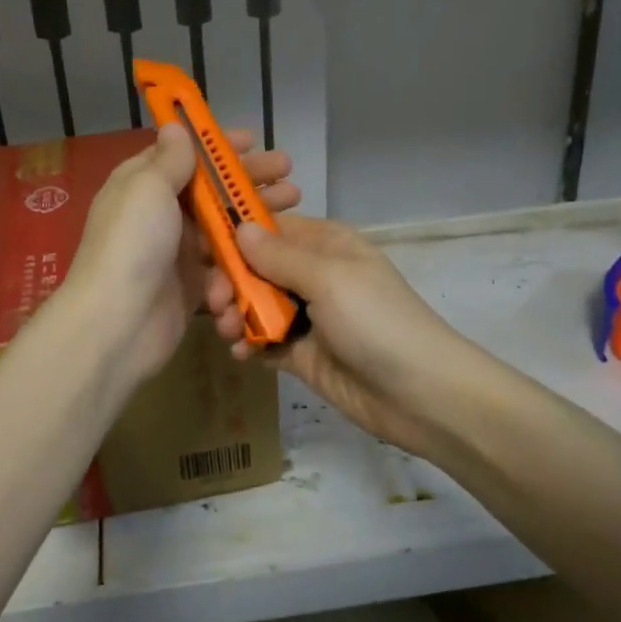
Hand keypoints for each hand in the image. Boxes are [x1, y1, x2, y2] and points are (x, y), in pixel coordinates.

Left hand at [65, 123, 299, 385]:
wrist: (117, 324)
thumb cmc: (132, 244)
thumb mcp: (147, 188)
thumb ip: (169, 160)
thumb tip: (174, 126)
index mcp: (143, 186)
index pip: (183, 157)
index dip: (217, 147)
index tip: (253, 140)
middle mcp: (160, 216)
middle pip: (211, 192)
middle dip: (249, 182)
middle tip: (288, 175)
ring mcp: (177, 253)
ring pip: (224, 229)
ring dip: (257, 218)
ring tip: (294, 207)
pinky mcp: (192, 287)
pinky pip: (224, 269)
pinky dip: (242, 264)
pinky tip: (267, 258)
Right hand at [206, 216, 471, 455]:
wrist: (419, 394)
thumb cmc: (377, 321)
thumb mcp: (329, 279)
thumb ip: (279, 256)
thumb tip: (238, 227)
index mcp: (324, 244)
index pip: (268, 229)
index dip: (233, 236)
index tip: (200, 249)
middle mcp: (313, 274)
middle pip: (255, 268)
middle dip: (230, 281)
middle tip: (217, 302)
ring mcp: (307, 316)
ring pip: (254, 304)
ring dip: (234, 313)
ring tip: (228, 331)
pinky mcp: (301, 353)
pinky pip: (263, 340)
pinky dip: (247, 344)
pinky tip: (241, 353)